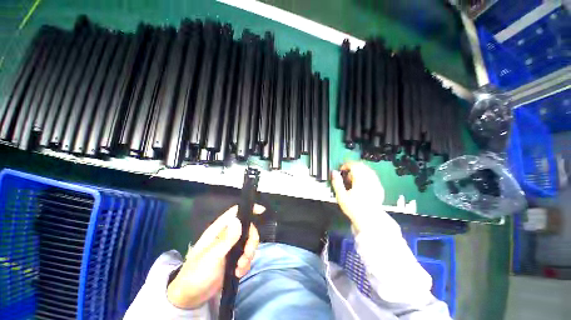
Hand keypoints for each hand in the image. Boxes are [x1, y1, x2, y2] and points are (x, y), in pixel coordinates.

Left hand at [167, 204, 265, 308]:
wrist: (191, 297)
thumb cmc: (196, 274)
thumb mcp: (211, 257)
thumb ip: (226, 239)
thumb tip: (237, 221)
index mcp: (219, 229)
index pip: (235, 212)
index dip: (248, 209)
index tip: (262, 211)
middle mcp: (227, 235)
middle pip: (248, 228)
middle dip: (251, 242)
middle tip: (246, 255)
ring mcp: (231, 247)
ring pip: (249, 242)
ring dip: (248, 255)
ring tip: (240, 268)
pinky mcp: (234, 258)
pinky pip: (247, 255)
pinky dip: (246, 264)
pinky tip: (239, 273)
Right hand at [331, 162, 384, 232]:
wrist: (369, 220)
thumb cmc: (354, 208)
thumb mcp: (341, 196)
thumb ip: (337, 182)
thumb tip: (334, 172)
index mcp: (360, 180)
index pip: (354, 165)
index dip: (346, 165)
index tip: (341, 169)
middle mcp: (369, 179)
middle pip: (361, 166)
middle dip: (352, 167)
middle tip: (345, 173)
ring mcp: (376, 183)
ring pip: (367, 170)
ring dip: (359, 170)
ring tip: (352, 179)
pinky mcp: (379, 188)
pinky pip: (372, 176)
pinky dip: (365, 175)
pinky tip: (361, 183)